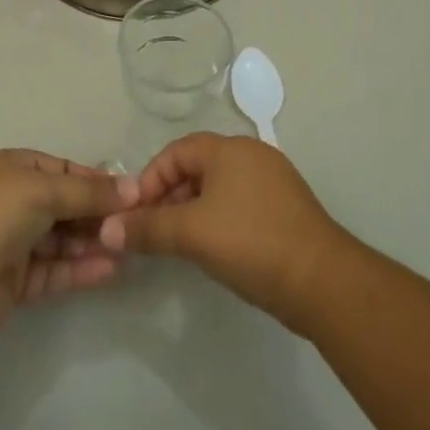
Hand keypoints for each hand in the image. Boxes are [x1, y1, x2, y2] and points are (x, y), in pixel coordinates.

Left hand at [0, 149, 139, 335]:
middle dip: (96, 214)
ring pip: (61, 240)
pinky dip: (79, 269)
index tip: (130, 193)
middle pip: (64, 205)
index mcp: (12, 168)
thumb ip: (89, 191)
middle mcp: (12, 201)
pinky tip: (109, 270)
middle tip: (134, 225)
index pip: (62, 169)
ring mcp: (12, 242)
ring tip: (128, 249)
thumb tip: (134, 187)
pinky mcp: (14, 281)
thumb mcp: (43, 189)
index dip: (95, 180)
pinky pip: (54, 270)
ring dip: (91, 243)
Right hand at [97, 133, 349, 332]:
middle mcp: (251, 154)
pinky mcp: (287, 208)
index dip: (150, 179)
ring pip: (219, 187)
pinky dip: (220, 220)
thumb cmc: (251, 243)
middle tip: (154, 232)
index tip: (135, 213)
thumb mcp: (192, 234)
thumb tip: (106, 228)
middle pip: (197, 167)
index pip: (176, 151)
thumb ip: (148, 228)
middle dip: (170, 197)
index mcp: (229, 148)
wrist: (322, 281)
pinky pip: (241, 203)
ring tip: (180, 244)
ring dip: (193, 210)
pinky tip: (215, 250)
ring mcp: (273, 180)